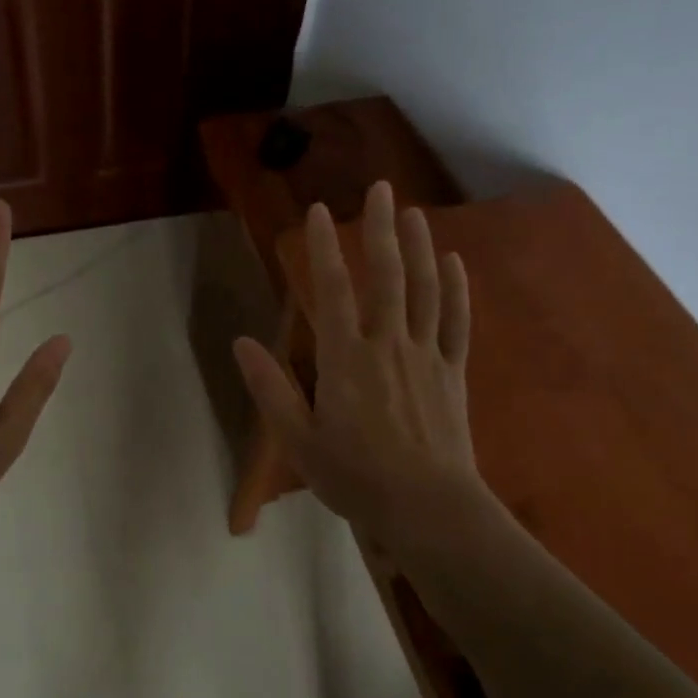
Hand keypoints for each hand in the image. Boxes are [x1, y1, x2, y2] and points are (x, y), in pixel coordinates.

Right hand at [233, 182, 500, 550]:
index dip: (324, 247)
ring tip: (414, 212)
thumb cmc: (356, 477)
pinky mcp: (453, 373)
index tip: (319, 211)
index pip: (332, 289)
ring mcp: (426, 356)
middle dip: (381, 229)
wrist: (429, 509)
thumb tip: (241, 342)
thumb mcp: (299, 440)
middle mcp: (388, 344)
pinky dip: (455, 290)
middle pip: (386, 276)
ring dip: (419, 247)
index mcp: (346, 358)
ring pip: (424, 290)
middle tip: (381, 188)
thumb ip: (270, 388)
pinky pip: (456, 323)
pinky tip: (453, 263)